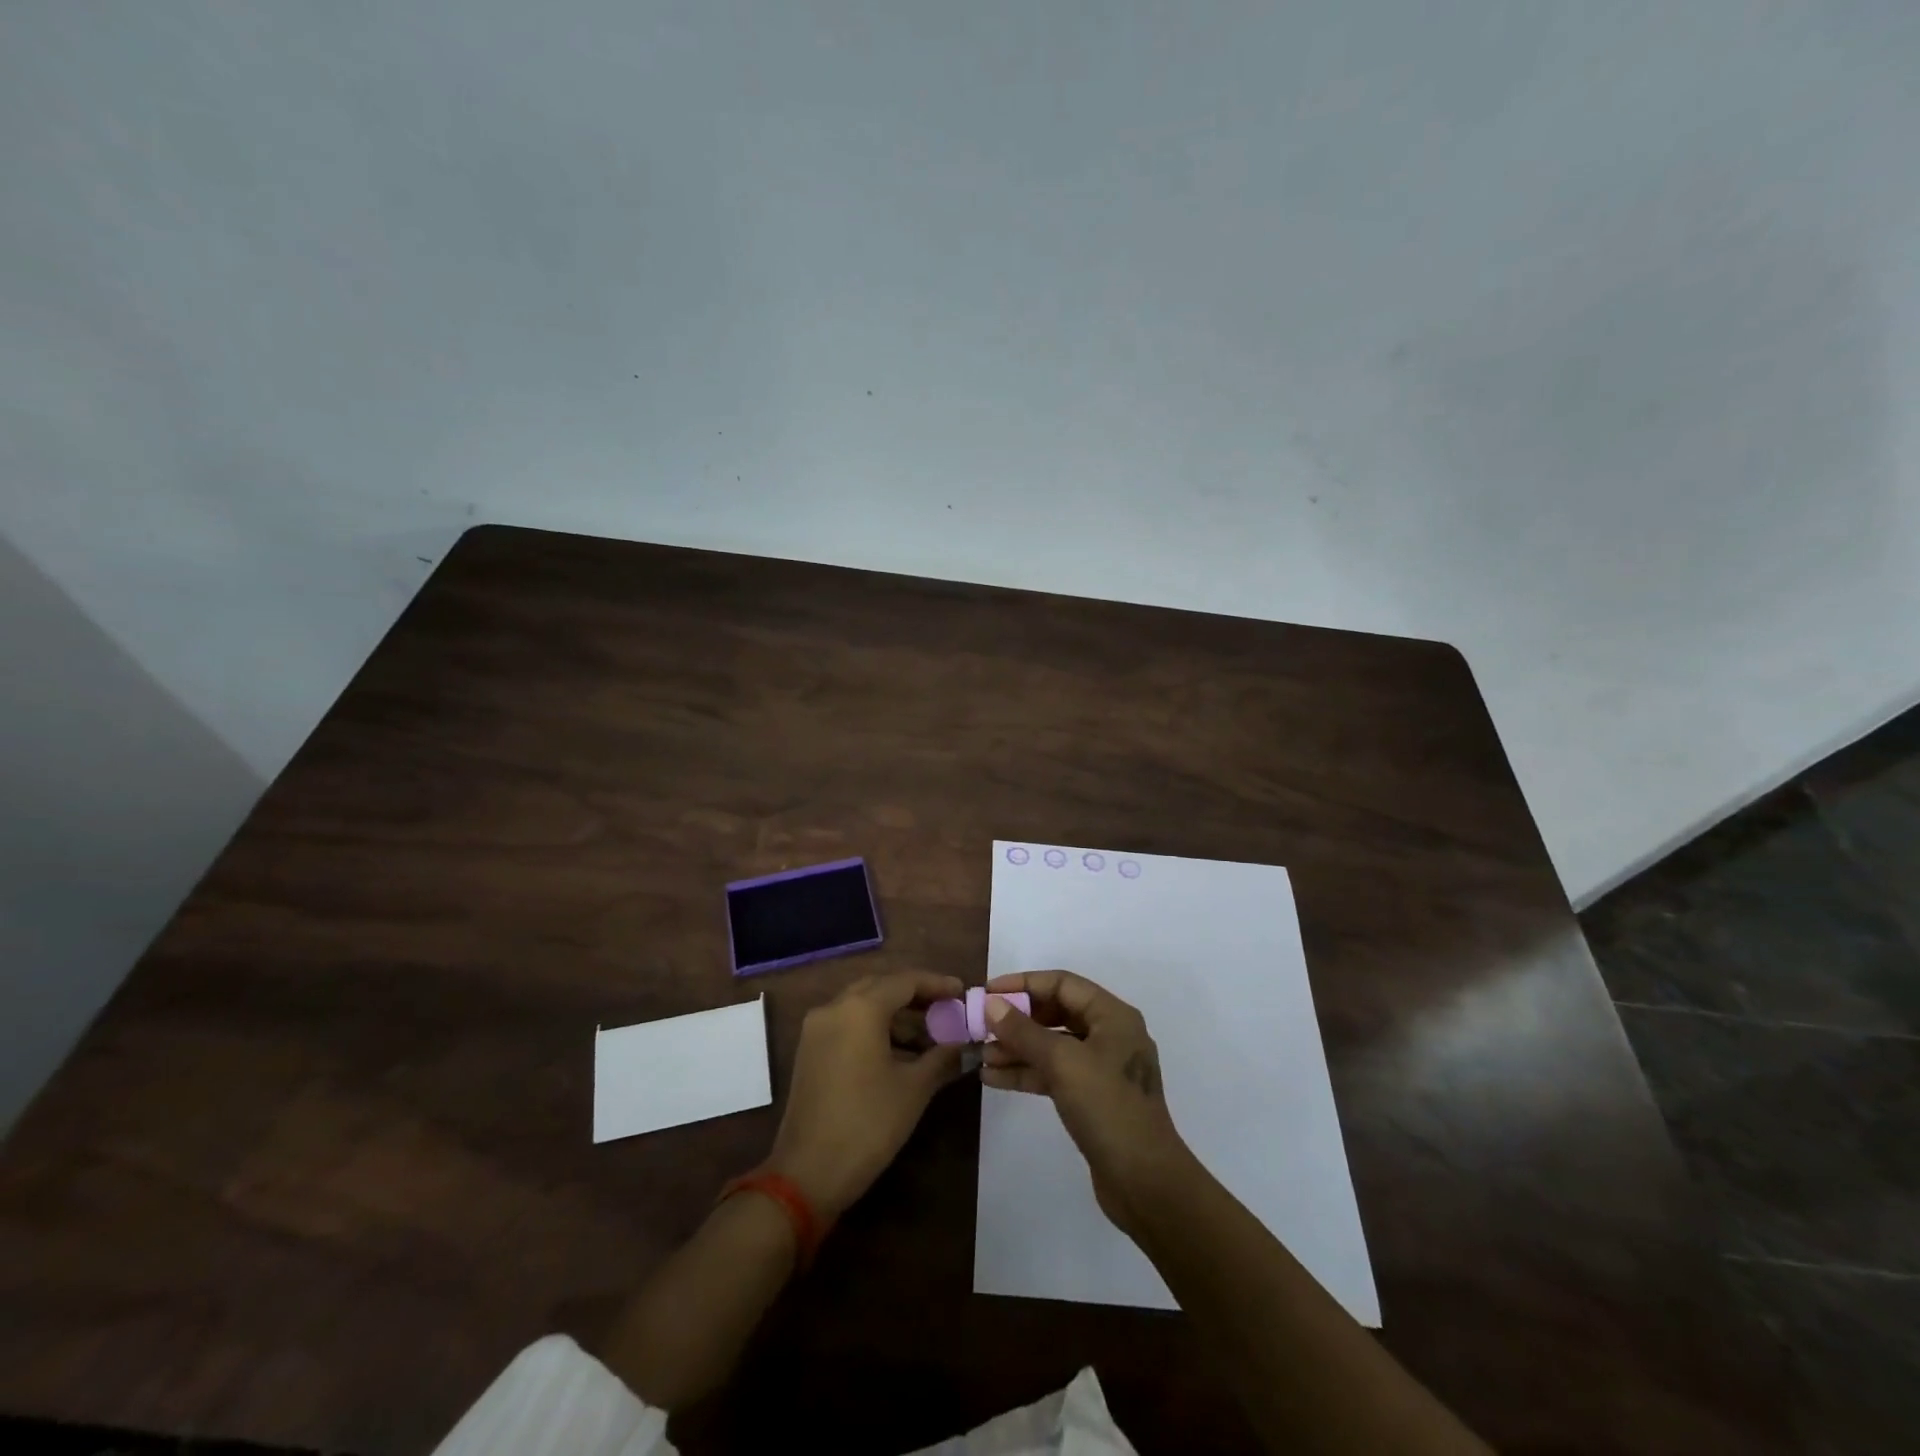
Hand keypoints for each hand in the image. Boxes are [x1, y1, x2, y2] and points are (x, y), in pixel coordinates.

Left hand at [765, 971, 967, 1222]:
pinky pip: (848, 1024)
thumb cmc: (868, 1123)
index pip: (905, 981)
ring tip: (929, 1037)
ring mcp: (817, 1029)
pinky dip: (875, 1029)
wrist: (807, 1173)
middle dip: (915, 996)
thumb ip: (942, 1058)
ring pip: (863, 1006)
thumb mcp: (914, 1089)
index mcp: (860, 1008)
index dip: (936, 984)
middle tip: (946, 1009)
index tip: (961, 991)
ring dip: (896, 1015)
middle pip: (881, 987)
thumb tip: (965, 1047)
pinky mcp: (810, 1051)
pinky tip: (900, 1053)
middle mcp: (834, 1008)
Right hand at [982, 970, 1194, 1235]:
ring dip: (1017, 1048)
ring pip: (1052, 1046)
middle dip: (1017, 1019)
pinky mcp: (1092, 1097)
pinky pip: (1054, 1073)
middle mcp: (1109, 1035)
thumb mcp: (1063, 1063)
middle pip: (1056, 1013)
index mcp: (1112, 1016)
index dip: (1023, 984)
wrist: (1145, 1183)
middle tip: (981, 1026)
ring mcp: (1101, 1068)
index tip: (988, 993)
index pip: (1062, 983)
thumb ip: (1024, 1032)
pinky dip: (1027, 1073)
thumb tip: (991, 1005)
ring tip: (980, 1055)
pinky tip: (993, 1079)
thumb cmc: (1108, 1108)